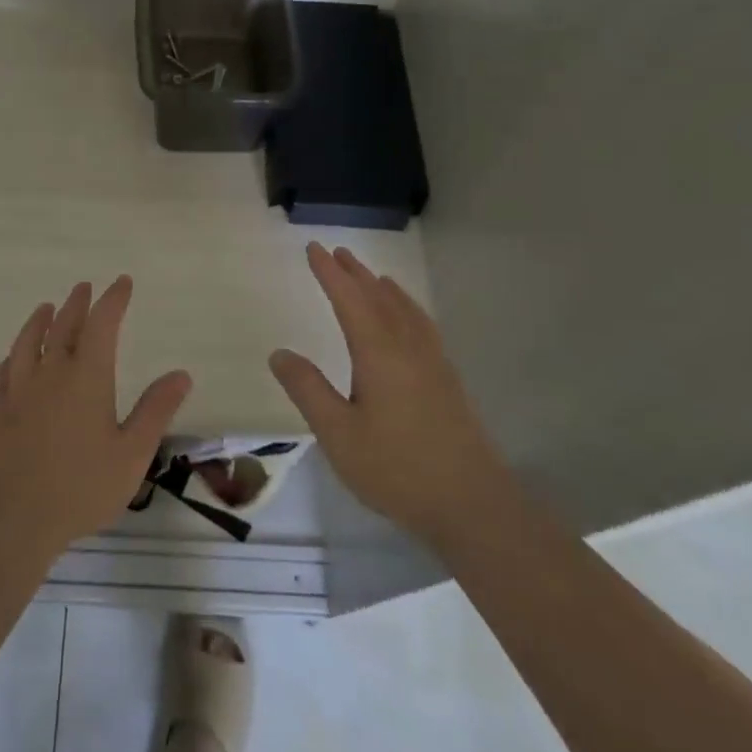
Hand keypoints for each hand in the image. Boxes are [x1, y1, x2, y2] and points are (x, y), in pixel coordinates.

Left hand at [0, 276, 192, 552]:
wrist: (14, 519)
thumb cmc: (81, 487)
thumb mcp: (132, 453)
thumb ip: (155, 411)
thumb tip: (181, 374)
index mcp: (87, 377)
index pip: (102, 324)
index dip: (113, 300)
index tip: (122, 283)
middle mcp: (51, 374)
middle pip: (63, 327)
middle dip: (77, 304)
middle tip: (84, 288)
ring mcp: (19, 392)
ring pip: (27, 343)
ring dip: (38, 321)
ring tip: (45, 308)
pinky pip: (2, 374)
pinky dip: (10, 359)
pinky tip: (11, 360)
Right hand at [269, 243, 506, 548]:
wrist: (471, 503)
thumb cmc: (396, 469)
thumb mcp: (338, 433)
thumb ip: (308, 390)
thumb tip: (279, 353)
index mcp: (378, 352)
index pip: (349, 299)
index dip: (329, 273)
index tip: (313, 248)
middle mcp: (407, 347)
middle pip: (379, 297)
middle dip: (355, 274)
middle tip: (337, 252)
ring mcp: (433, 362)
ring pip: (404, 310)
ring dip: (383, 288)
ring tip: (371, 276)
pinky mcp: (447, 380)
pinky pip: (422, 325)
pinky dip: (407, 308)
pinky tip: (408, 321)